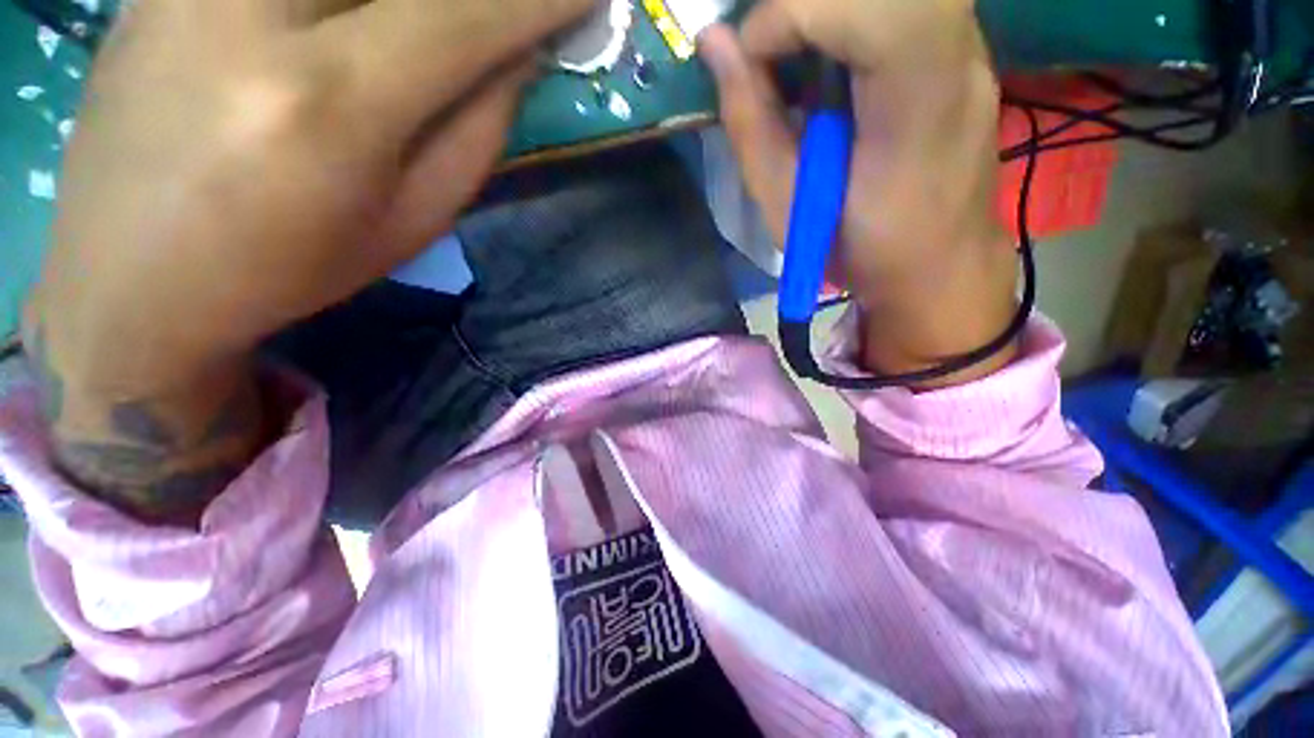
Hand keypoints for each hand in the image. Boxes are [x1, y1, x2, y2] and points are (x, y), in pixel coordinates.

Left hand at [25, 0, 589, 521]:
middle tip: (502, 16)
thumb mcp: (412, 220)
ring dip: (419, 0)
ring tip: (421, 31)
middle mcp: (256, 11)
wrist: (131, 275)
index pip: (467, 14)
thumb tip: (522, 48)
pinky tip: (352, 25)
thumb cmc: (292, 265)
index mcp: (332, 103)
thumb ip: (476, 129)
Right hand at [700, 0, 1020, 384]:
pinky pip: (904, 5)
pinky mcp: (964, 51)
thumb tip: (714, 44)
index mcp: (915, 107)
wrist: (937, 269)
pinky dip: (851, 19)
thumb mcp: (788, 208)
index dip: (789, 14)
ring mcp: (971, 48)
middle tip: (768, 54)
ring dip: (827, 11)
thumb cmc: (857, 252)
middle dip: (804, 4)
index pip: (866, 9)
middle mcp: (959, 58)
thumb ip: (751, 123)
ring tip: (793, 59)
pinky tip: (830, 64)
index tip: (750, 62)